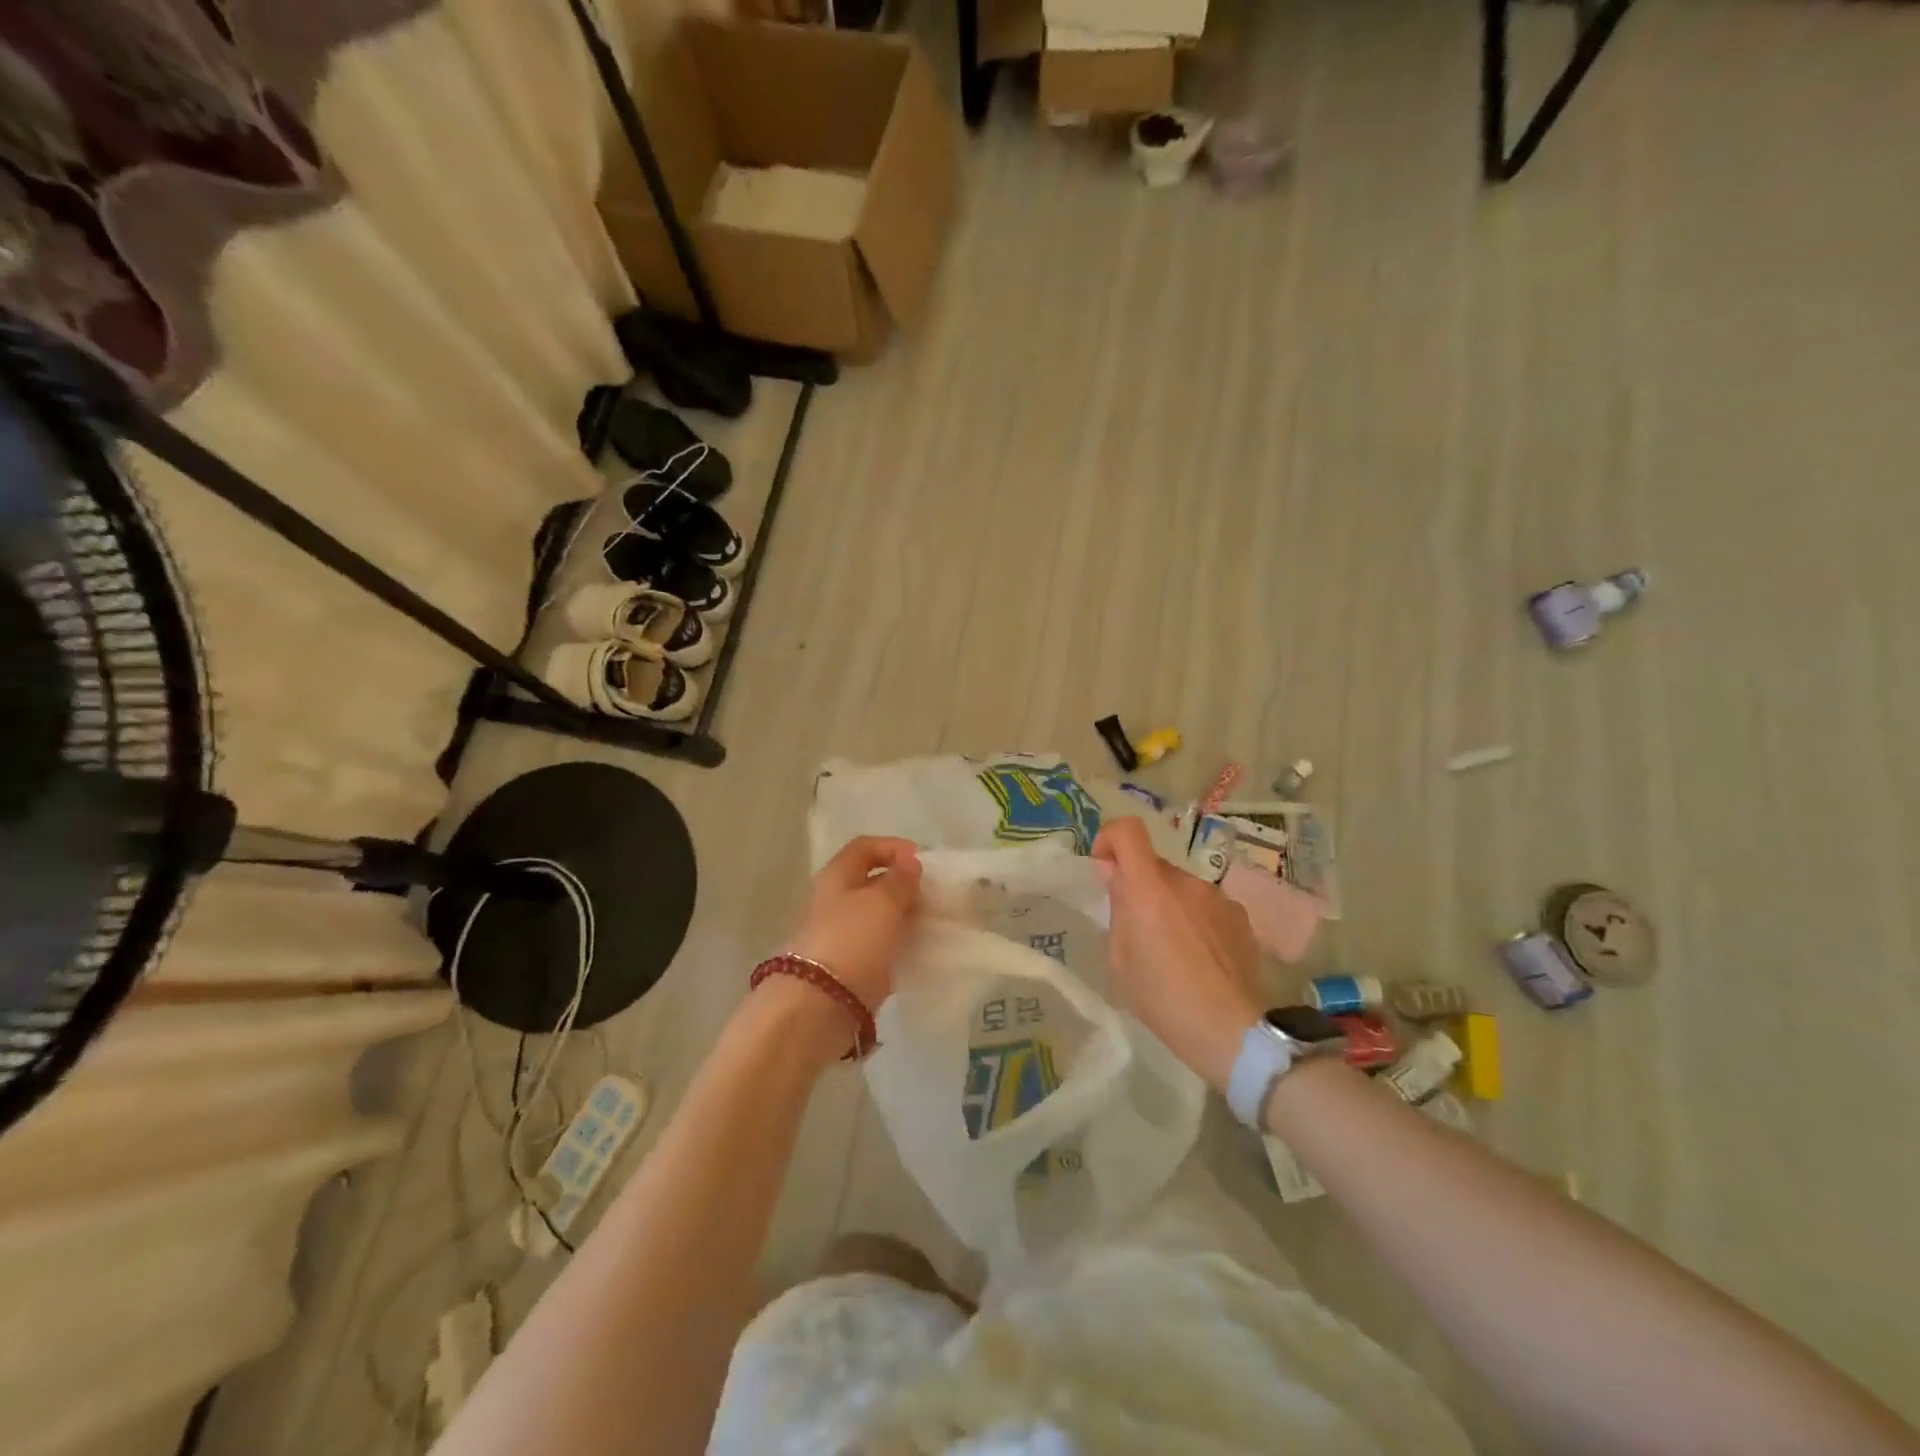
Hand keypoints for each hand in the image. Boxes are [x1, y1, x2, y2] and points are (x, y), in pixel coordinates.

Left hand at [781, 835, 922, 1016]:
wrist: (818, 1007)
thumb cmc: (851, 941)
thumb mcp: (883, 902)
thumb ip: (900, 880)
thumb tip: (909, 861)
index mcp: (837, 876)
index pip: (865, 847)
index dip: (894, 847)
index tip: (923, 863)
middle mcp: (834, 901)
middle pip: (870, 882)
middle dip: (903, 886)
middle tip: (933, 896)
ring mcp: (839, 935)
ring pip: (876, 916)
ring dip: (903, 916)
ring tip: (931, 924)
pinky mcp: (848, 967)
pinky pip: (878, 946)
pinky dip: (897, 945)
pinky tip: (918, 951)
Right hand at [1094, 817, 1262, 1092]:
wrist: (1231, 1032)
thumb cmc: (1163, 999)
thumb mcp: (1121, 958)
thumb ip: (1117, 907)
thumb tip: (1114, 873)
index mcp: (1149, 889)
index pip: (1128, 831)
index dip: (1110, 838)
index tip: (1105, 868)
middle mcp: (1185, 882)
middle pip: (1153, 866)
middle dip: (1140, 887)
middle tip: (1138, 930)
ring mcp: (1217, 897)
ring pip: (1181, 888)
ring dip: (1170, 905)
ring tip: (1174, 951)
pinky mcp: (1240, 916)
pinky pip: (1206, 905)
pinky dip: (1196, 919)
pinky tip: (1201, 958)